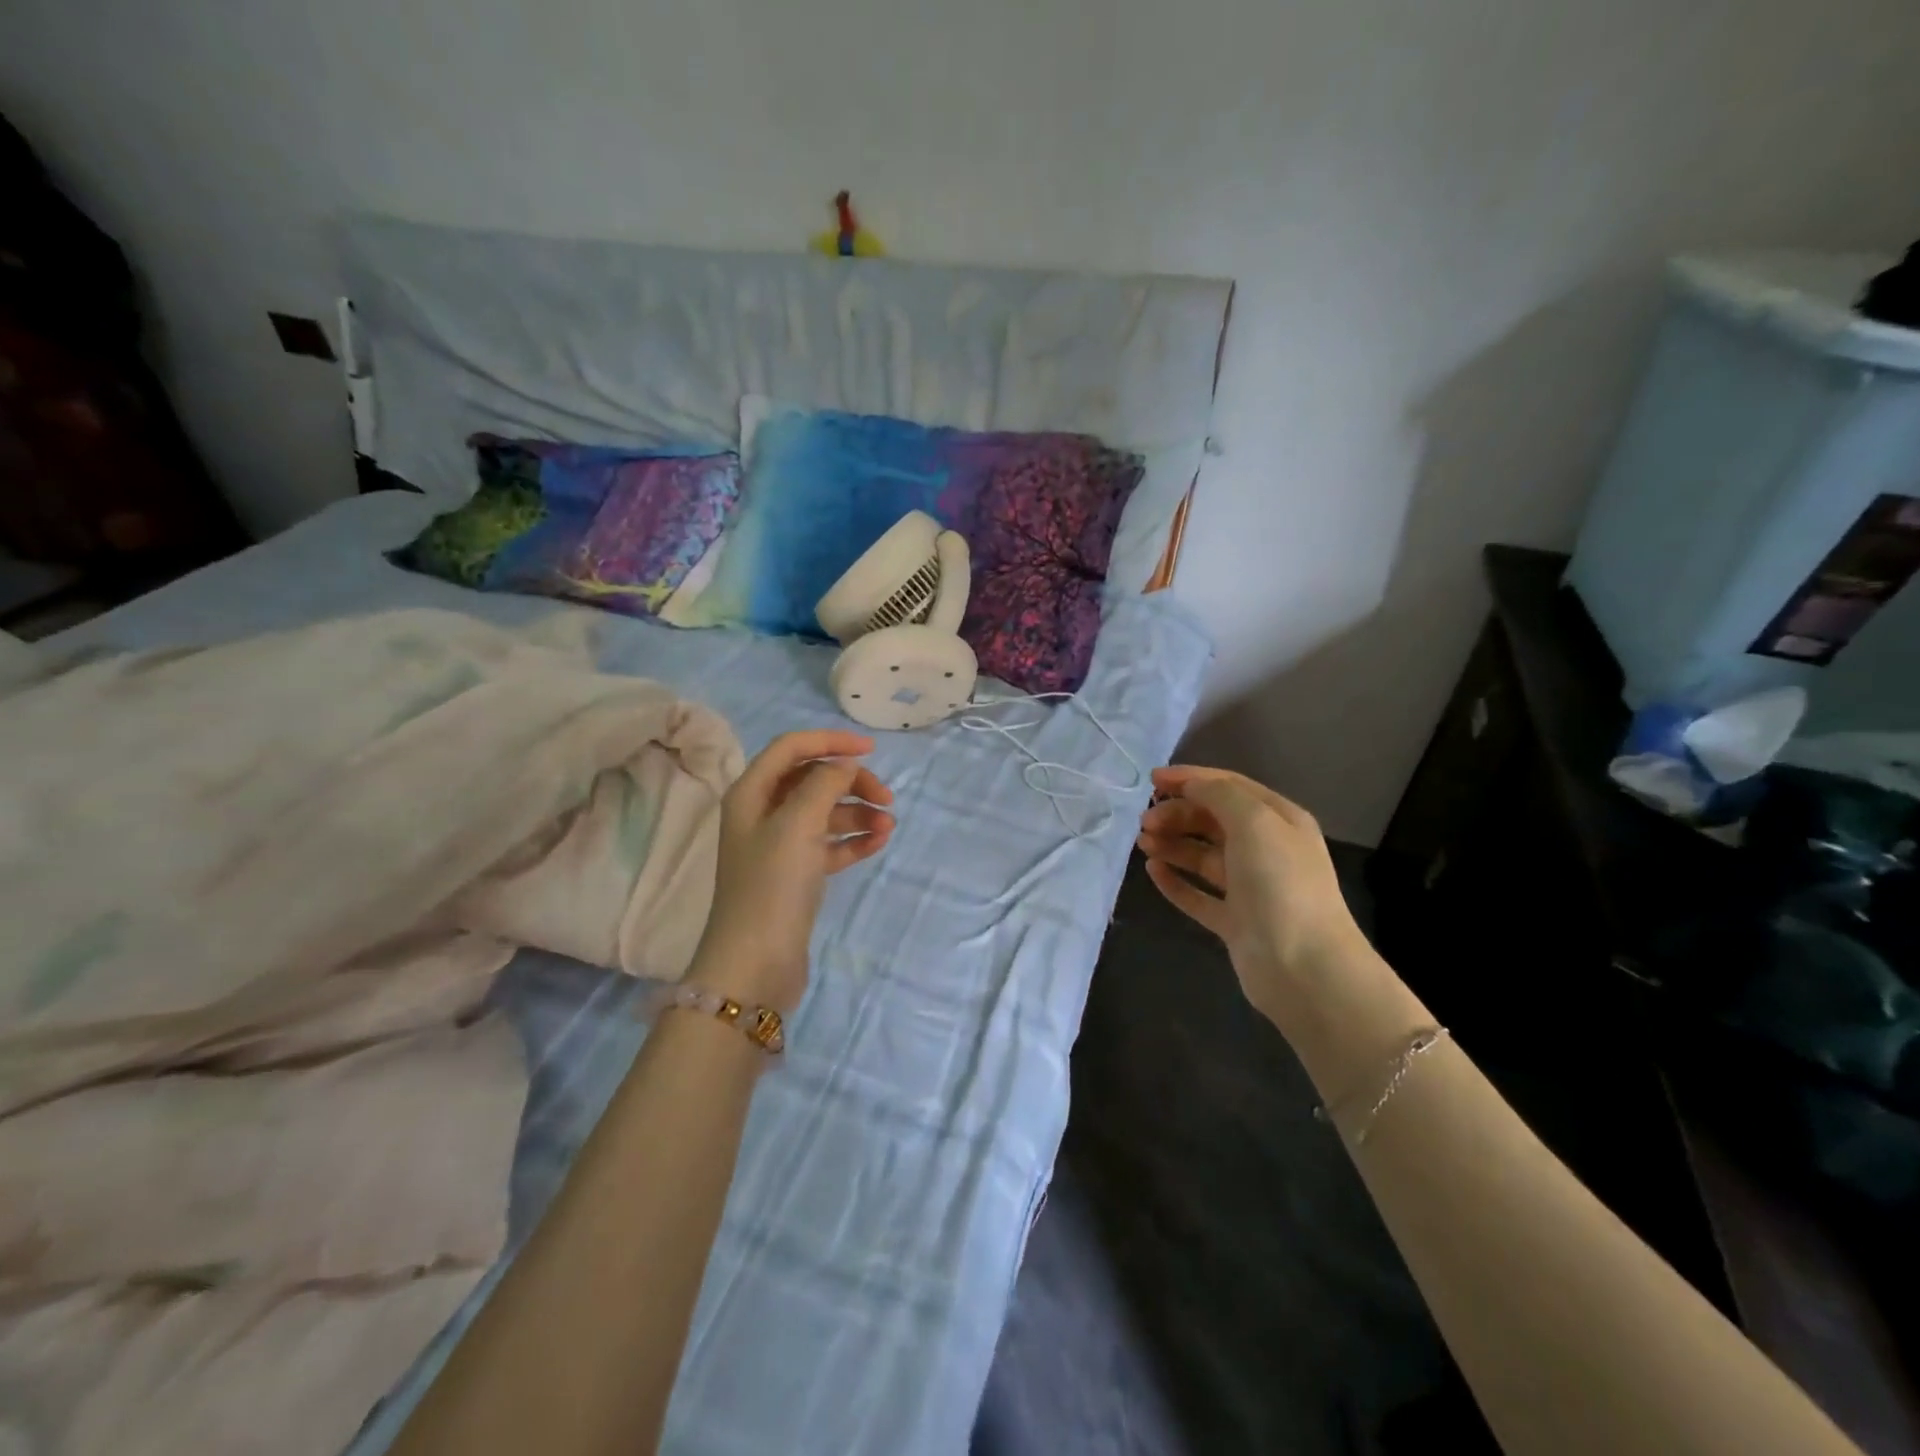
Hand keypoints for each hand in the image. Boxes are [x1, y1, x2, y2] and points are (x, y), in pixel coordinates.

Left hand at [687, 730, 893, 1014]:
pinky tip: (878, 843)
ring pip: (825, 813)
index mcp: (751, 793)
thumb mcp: (798, 824)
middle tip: (886, 798)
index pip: (791, 748)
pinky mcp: (797, 875)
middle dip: (850, 783)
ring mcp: (780, 846)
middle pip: (812, 780)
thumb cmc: (772, 885)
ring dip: (857, 813)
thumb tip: (845, 763)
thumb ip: (824, 784)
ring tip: (887, 827)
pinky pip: (830, 844)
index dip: (830, 741)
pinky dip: (853, 840)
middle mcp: (762, 813)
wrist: (755, 964)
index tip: (871, 750)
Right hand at [1136, 766, 1369, 1022]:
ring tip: (1143, 843)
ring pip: (1202, 856)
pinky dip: (1175, 881)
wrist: (1304, 967)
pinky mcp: (1234, 921)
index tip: (1151, 780)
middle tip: (1144, 822)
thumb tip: (1190, 785)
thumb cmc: (1280, 883)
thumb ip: (1219, 795)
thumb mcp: (1254, 822)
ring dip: (1172, 844)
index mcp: (1279, 820)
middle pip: (1213, 820)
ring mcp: (1250, 888)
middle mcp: (1266, 849)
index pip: (1229, 787)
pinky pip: (1198, 894)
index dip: (1190, 779)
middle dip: (1177, 814)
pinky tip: (1152, 872)